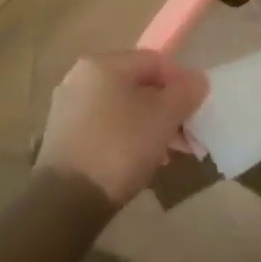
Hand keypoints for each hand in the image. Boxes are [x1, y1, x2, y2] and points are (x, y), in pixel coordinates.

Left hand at [38, 51, 208, 206]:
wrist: (66, 200)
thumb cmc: (120, 148)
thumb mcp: (163, 117)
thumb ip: (185, 92)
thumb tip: (198, 80)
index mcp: (103, 63)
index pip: (155, 61)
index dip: (182, 82)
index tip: (196, 110)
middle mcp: (80, 77)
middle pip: (137, 85)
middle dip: (166, 109)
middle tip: (186, 137)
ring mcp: (68, 107)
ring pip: (122, 108)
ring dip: (149, 126)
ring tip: (168, 154)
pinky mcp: (62, 136)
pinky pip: (105, 126)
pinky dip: (126, 137)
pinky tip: (140, 162)